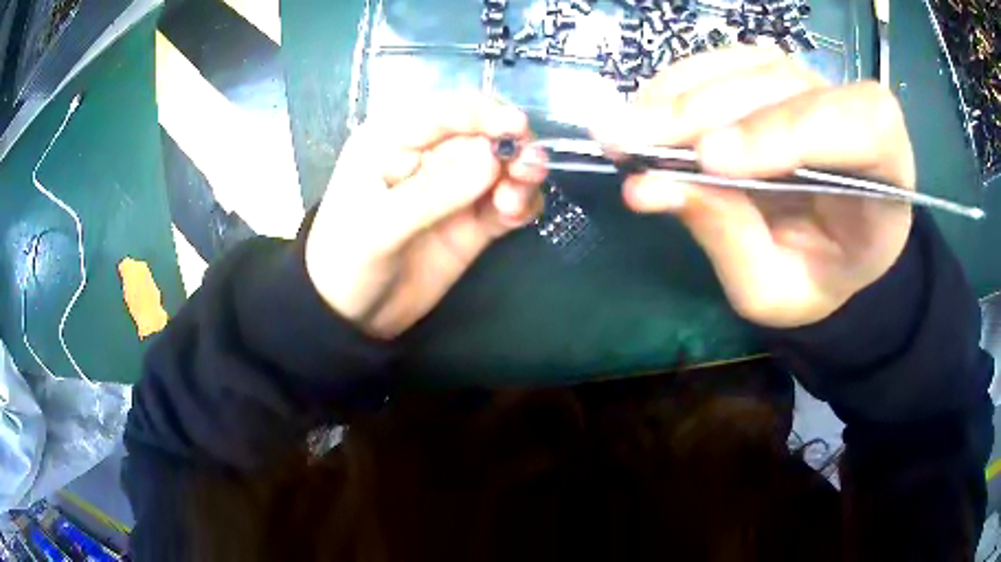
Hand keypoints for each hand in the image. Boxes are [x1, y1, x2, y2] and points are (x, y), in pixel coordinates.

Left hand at [306, 93, 546, 337]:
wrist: (352, 315)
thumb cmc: (346, 261)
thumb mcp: (380, 226)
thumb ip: (434, 192)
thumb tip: (492, 158)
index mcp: (392, 139)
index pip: (443, 112)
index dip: (482, 114)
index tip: (516, 128)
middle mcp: (427, 155)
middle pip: (481, 132)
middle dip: (510, 144)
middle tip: (528, 168)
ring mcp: (453, 187)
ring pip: (500, 165)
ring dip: (521, 173)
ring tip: (516, 200)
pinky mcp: (472, 219)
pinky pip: (506, 201)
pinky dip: (521, 202)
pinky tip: (516, 214)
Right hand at [593, 47, 915, 327]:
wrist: (832, 250)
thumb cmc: (817, 276)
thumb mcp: (777, 289)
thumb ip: (729, 239)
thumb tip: (649, 186)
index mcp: (886, 172)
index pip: (857, 124)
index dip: (786, 131)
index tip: (711, 162)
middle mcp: (855, 112)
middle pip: (784, 87)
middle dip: (705, 112)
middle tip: (630, 142)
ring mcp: (812, 84)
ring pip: (747, 67)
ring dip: (679, 96)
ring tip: (624, 132)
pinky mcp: (773, 75)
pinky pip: (725, 62)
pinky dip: (678, 84)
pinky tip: (646, 112)